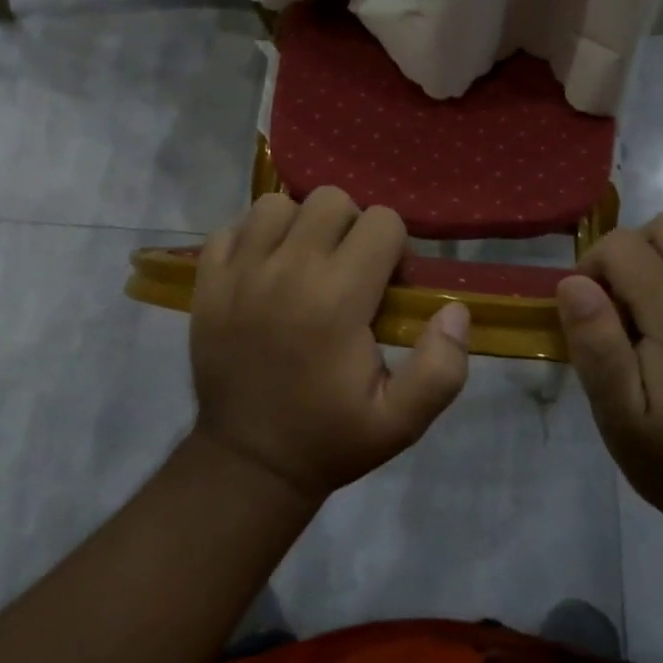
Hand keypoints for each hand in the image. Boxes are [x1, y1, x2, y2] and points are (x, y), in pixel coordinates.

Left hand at [190, 188, 470, 504]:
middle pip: (331, 200)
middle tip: (349, 271)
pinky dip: (251, 237)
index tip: (387, 287)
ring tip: (303, 265)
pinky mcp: (207, 280)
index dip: (395, 249)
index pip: (382, 222)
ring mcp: (240, 272)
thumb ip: (441, 367)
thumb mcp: (401, 421)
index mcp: (338, 299)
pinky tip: (263, 269)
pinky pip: (231, 226)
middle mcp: (288, 270)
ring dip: (299, 226)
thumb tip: (455, 310)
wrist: (248, 462)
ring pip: (278, 204)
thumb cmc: (330, 438)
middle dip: (351, 227)